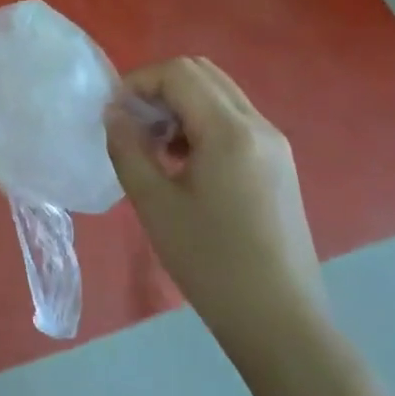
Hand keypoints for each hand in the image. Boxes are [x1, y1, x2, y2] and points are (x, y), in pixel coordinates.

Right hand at [106, 57, 327, 367]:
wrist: (280, 323)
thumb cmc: (211, 262)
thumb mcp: (154, 203)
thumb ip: (127, 148)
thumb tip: (114, 113)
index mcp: (231, 130)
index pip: (179, 73)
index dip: (139, 82)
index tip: (115, 114)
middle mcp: (259, 125)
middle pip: (202, 74)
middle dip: (160, 88)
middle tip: (133, 124)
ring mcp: (275, 145)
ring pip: (219, 95)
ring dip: (181, 105)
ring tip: (155, 146)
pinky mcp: (279, 165)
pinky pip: (234, 121)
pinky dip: (202, 123)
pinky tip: (184, 164)